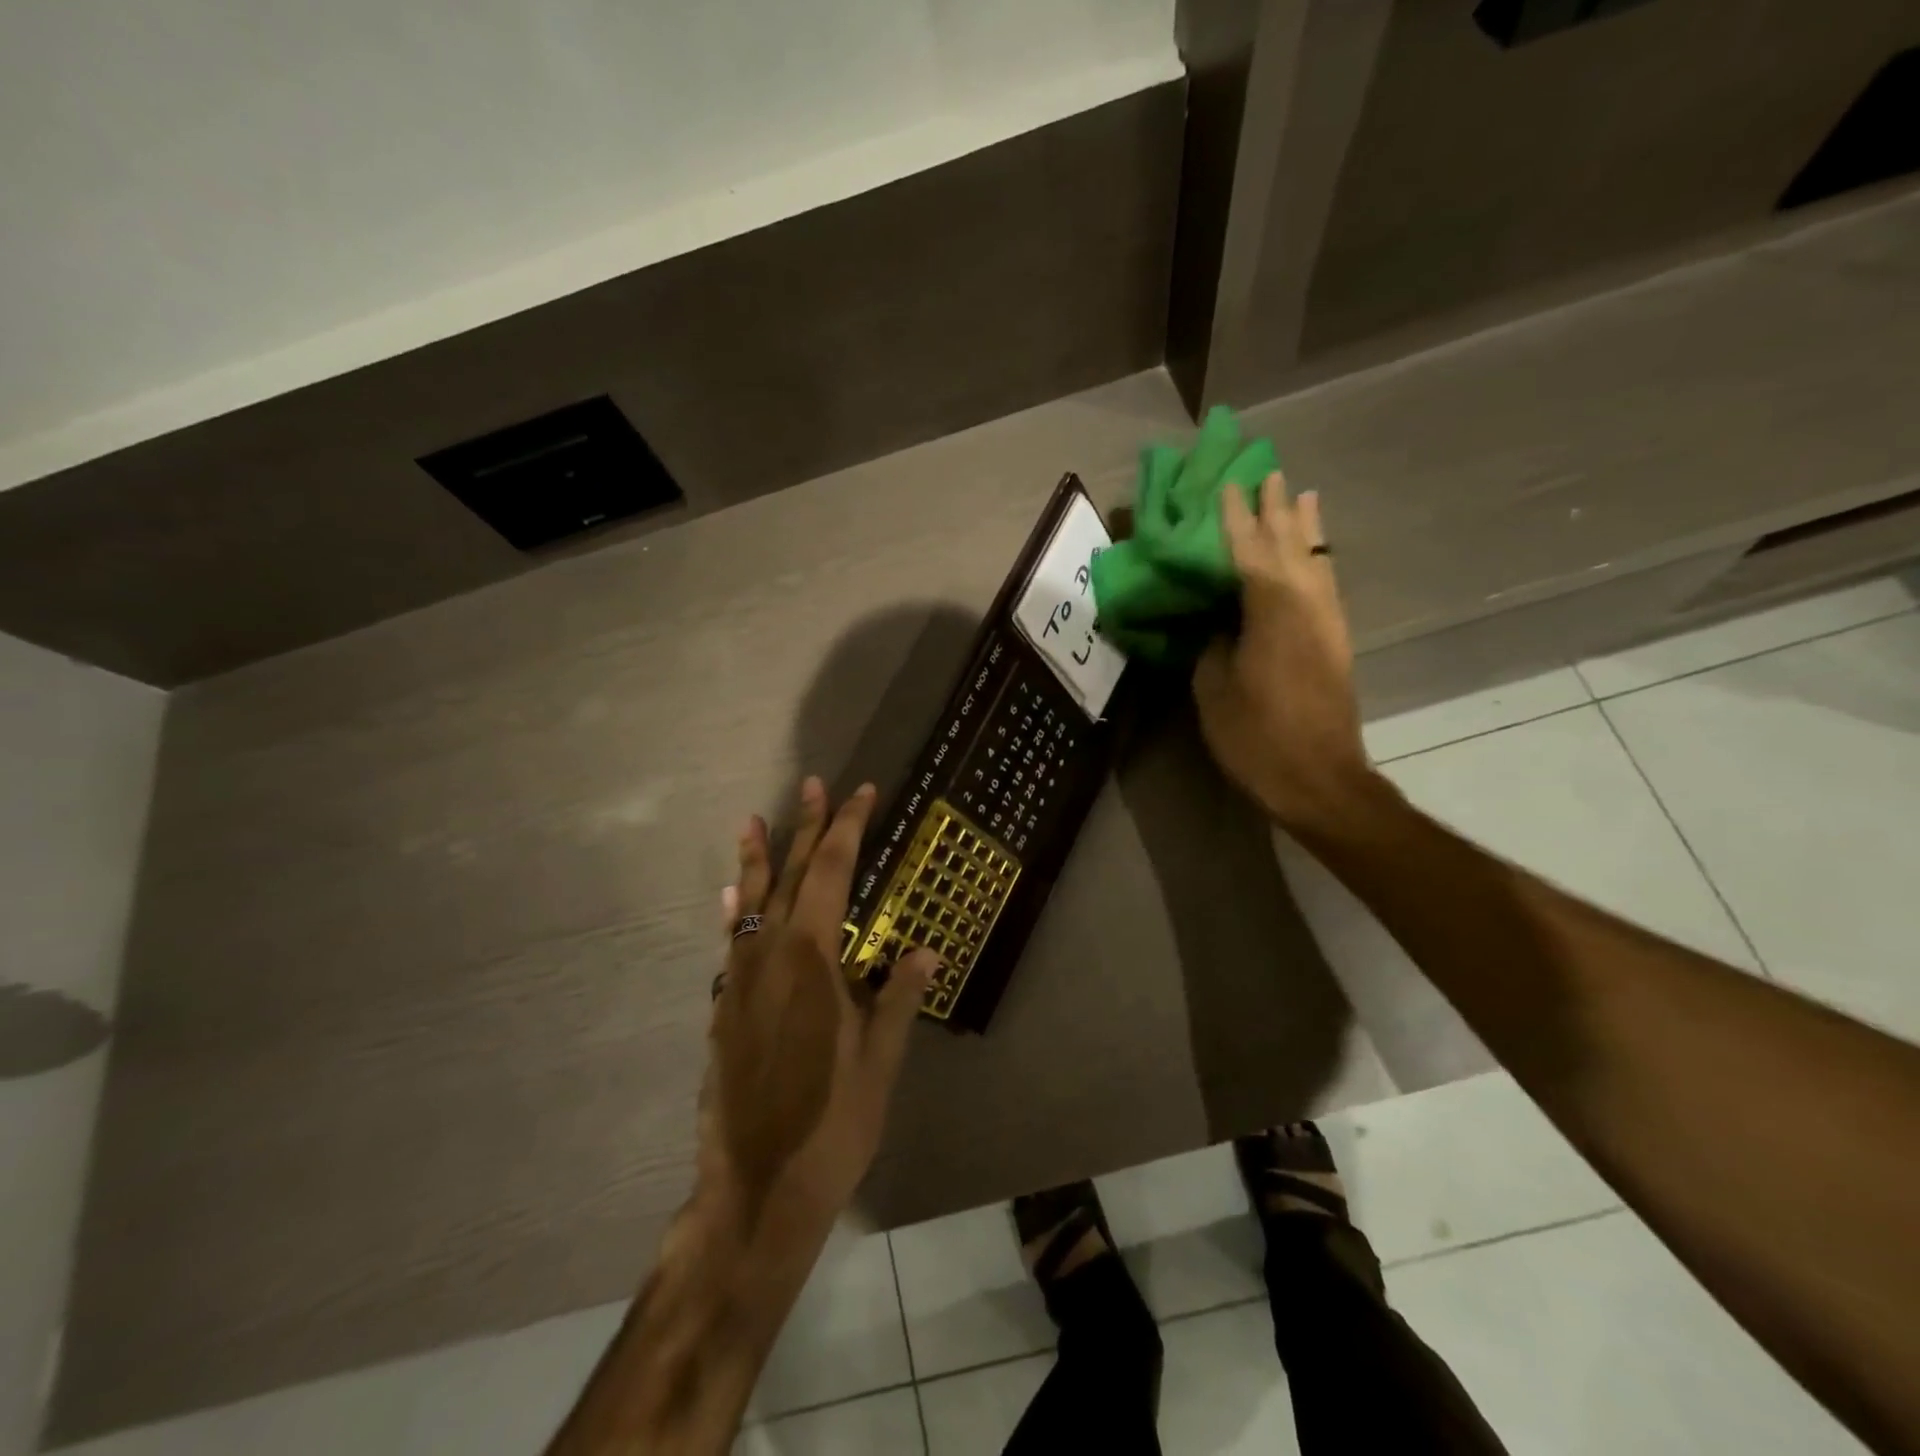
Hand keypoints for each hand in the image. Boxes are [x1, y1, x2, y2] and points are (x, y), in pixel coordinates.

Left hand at [698, 778, 934, 1247]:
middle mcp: (768, 954)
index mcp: (810, 957)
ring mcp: (738, 980)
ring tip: (754, 821)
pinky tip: (731, 899)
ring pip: (750, 903)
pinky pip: (731, 942)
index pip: (833, 872)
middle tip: (815, 785)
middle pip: (790, 875)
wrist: (756, 1189)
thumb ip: (898, 997)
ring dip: (757, 859)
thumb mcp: (880, 1061)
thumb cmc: (830, 1123)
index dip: (848, 828)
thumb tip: (925, 948)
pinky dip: (736, 911)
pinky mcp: (722, 1008)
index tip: (861, 793)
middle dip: (806, 827)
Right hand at [1192, 474, 1372, 832]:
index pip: (1248, 549)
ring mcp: (1327, 621)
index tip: (1227, 484)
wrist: (1320, 779)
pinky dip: (1316, 558)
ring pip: (1316, 559)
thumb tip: (1217, 620)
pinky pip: (1324, 583)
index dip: (1235, 517)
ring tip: (1299, 495)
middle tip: (1268, 472)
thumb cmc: (1257, 737)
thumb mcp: (1214, 690)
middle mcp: (1306, 603)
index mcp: (1270, 610)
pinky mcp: (1335, 641)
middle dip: (1276, 509)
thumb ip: (1213, 644)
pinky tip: (1313, 553)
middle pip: (1290, 544)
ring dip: (1304, 527)